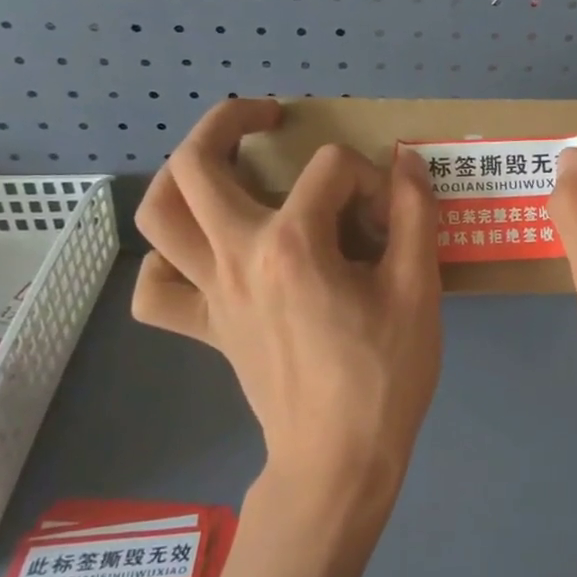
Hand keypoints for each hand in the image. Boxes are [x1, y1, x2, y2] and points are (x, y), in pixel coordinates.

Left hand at [132, 100, 443, 504]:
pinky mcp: (205, 327)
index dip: (371, 178)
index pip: (331, 169)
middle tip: (268, 117)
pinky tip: (202, 255)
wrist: (340, 458)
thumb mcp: (419, 288)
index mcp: (295, 244)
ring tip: (221, 166)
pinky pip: (158, 288)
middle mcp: (237, 256)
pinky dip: (168, 261)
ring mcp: (211, 293)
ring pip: (158, 215)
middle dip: (231, 121)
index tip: (393, 213)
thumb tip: (404, 160)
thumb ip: (414, 214)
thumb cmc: (385, 374)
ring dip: (181, 175)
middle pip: (197, 164)